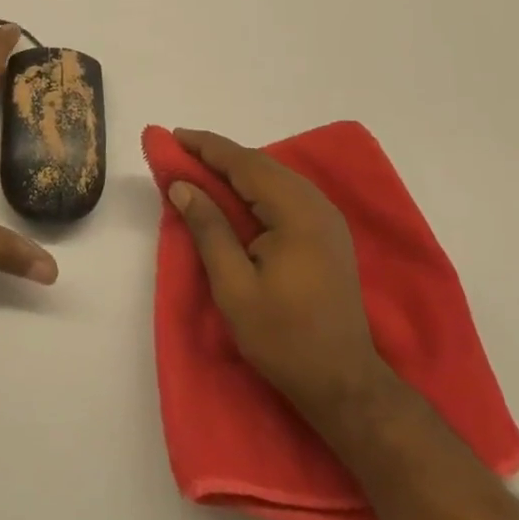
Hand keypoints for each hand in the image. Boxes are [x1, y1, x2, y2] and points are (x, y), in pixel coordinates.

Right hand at [167, 128, 388, 417]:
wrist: (344, 383)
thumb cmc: (283, 337)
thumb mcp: (234, 287)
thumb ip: (209, 229)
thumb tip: (182, 186)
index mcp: (296, 214)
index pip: (245, 164)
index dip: (208, 148)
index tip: (174, 136)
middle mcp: (316, 206)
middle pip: (262, 165)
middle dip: (220, 154)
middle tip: (181, 151)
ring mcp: (327, 219)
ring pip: (275, 177)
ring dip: (237, 168)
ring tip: (200, 168)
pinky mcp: (327, 233)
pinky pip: (286, 192)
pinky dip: (256, 185)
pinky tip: (236, 193)